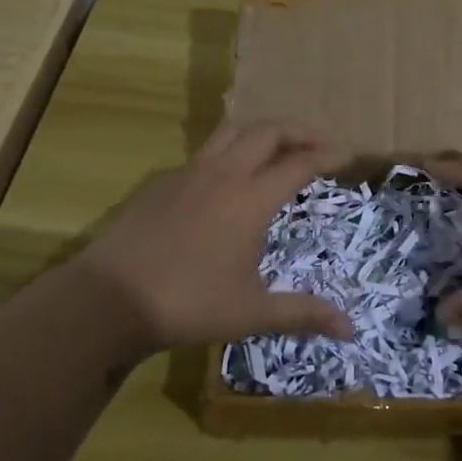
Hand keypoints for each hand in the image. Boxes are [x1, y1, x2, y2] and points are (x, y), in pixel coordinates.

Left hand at [69, 121, 354, 354]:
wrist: (110, 298)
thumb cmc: (188, 304)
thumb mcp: (252, 313)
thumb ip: (303, 313)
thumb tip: (351, 329)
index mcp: (251, 199)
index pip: (299, 163)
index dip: (328, 154)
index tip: (348, 154)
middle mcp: (224, 174)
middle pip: (268, 131)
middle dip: (298, 131)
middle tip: (318, 144)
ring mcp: (189, 173)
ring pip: (232, 131)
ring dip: (261, 132)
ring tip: (277, 147)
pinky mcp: (163, 182)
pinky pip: (205, 152)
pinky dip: (229, 150)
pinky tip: (228, 177)